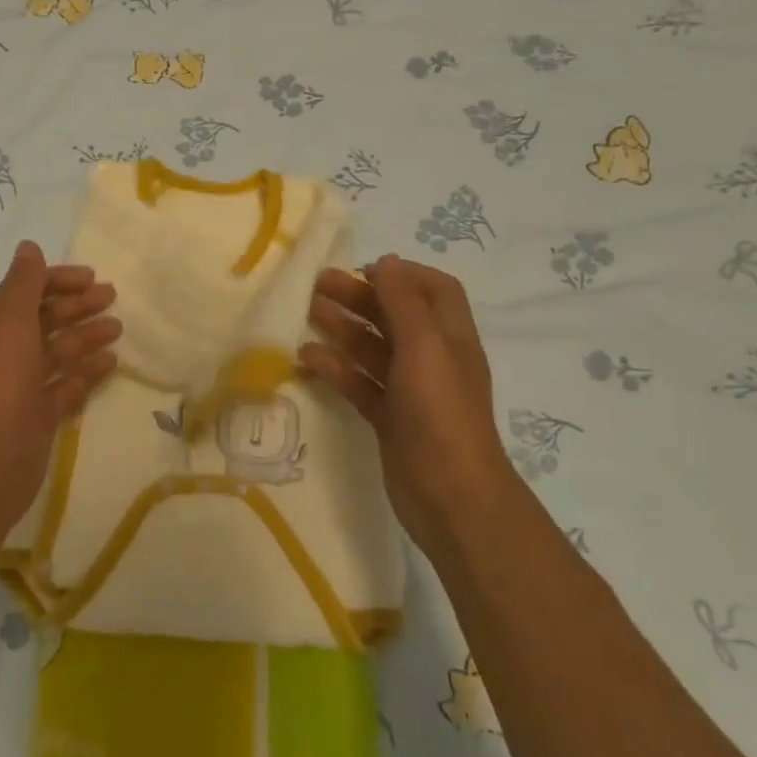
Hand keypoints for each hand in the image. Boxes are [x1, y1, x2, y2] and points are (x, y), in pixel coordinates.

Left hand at [0, 240, 120, 530]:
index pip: (28, 290)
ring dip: (87, 336)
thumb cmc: (1, 382)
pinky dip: (88, 372)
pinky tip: (112, 363)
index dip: (58, 280)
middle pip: (46, 318)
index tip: (92, 277)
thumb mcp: (10, 323)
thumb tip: (28, 247)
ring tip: (118, 328)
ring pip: (60, 351)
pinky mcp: (40, 413)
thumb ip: (23, 284)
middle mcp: (8, 350)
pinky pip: (68, 385)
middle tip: (112, 296)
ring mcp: (24, 384)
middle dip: (77, 305)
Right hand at [300, 255, 512, 548]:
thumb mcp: (425, 346)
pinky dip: (336, 369)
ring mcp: (410, 390)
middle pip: (395, 316)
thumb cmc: (440, 411)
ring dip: (342, 329)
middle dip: (359, 297)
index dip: (402, 274)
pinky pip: (360, 383)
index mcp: (450, 336)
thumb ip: (404, 301)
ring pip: (373, 349)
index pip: (434, 290)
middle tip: (315, 286)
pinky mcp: (390, 417)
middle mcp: (432, 358)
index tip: (362, 269)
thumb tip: (387, 262)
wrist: (450, 495)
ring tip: (306, 314)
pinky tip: (306, 360)